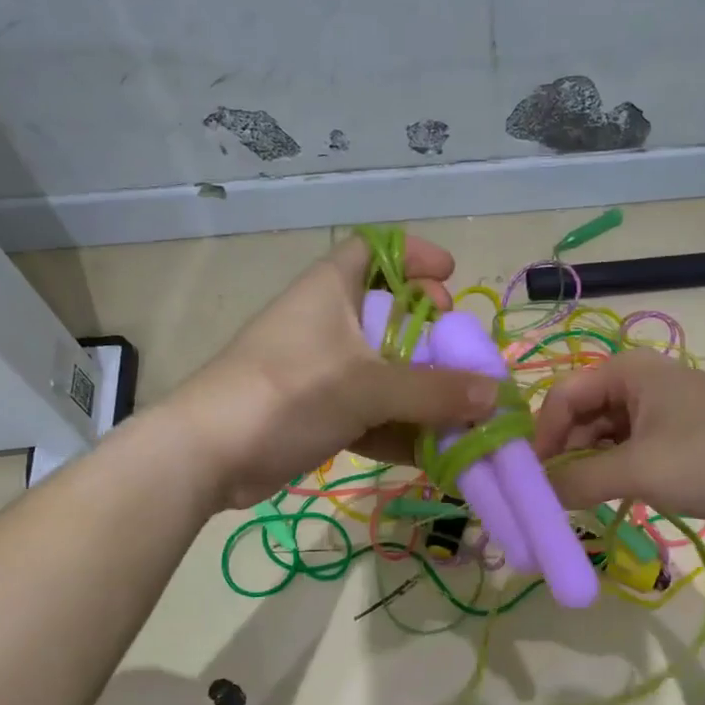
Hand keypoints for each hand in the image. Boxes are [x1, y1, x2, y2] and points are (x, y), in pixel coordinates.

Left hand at [171, 235, 499, 508]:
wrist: (208, 455)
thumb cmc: (288, 394)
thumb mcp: (366, 387)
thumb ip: (433, 391)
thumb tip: (495, 395)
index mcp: (332, 290)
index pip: (374, 249)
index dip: (414, 255)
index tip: (450, 277)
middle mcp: (328, 322)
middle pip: (390, 313)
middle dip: (432, 334)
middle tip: (460, 353)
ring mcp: (322, 370)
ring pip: (384, 369)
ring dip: (422, 391)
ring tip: (464, 411)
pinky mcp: (317, 412)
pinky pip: (370, 412)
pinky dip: (399, 427)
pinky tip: (434, 451)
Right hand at [532, 351, 704, 531]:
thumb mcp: (638, 470)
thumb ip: (578, 480)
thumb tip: (535, 494)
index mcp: (628, 371)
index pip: (562, 396)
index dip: (541, 436)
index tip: (531, 479)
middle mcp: (643, 381)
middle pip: (583, 414)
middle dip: (565, 452)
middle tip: (553, 496)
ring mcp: (665, 408)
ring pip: (607, 434)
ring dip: (590, 465)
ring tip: (581, 501)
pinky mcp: (683, 434)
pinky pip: (633, 447)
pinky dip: (616, 470)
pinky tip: (613, 497)